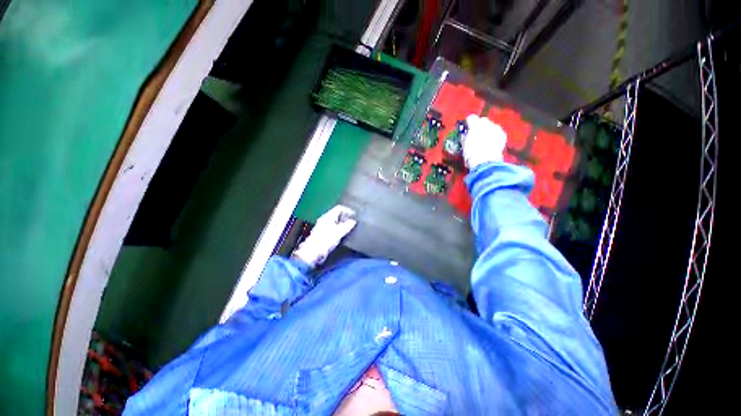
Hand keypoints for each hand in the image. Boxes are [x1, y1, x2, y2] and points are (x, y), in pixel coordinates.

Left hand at [292, 205, 357, 267]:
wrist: (313, 253)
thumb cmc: (325, 241)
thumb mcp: (339, 232)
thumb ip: (347, 225)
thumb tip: (353, 221)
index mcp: (328, 216)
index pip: (339, 208)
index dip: (348, 210)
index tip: (355, 215)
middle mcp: (325, 219)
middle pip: (337, 214)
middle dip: (346, 217)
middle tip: (353, 221)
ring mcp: (323, 226)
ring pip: (335, 221)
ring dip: (343, 223)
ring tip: (350, 227)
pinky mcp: (323, 234)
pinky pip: (333, 227)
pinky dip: (339, 228)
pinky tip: (343, 234)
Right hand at [463, 114, 506, 168]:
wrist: (485, 162)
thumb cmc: (472, 154)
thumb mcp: (463, 145)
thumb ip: (464, 137)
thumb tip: (464, 135)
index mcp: (475, 124)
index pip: (471, 118)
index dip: (468, 123)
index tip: (466, 128)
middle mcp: (487, 124)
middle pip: (482, 120)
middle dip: (478, 126)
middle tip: (474, 135)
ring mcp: (496, 129)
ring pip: (490, 126)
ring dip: (487, 131)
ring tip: (482, 141)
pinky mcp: (502, 135)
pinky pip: (497, 132)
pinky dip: (493, 136)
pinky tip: (489, 144)